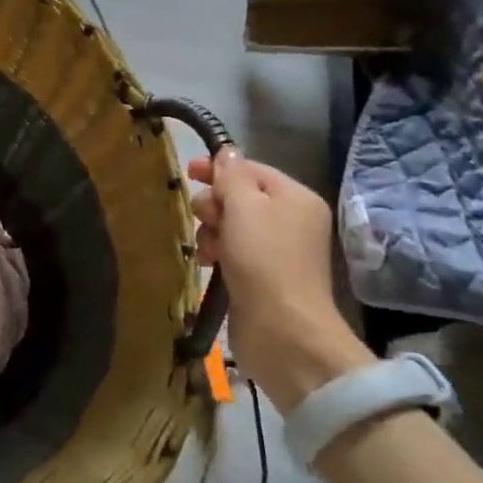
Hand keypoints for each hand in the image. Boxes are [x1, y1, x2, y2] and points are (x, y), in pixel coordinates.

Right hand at [187, 149, 370, 414]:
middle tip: (202, 217)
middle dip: (214, 203)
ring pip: (232, 226)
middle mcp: (291, 220)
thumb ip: (231, 177)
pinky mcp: (262, 276)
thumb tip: (226, 152)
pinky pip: (232, 252)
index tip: (186, 171)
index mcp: (295, 198)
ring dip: (211, 231)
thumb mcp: (244, 207)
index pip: (251, 169)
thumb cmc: (264, 259)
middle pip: (240, 197)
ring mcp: (277, 251)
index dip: (218, 168)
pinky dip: (216, 252)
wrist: (282, 329)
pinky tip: (205, 262)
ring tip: (205, 247)